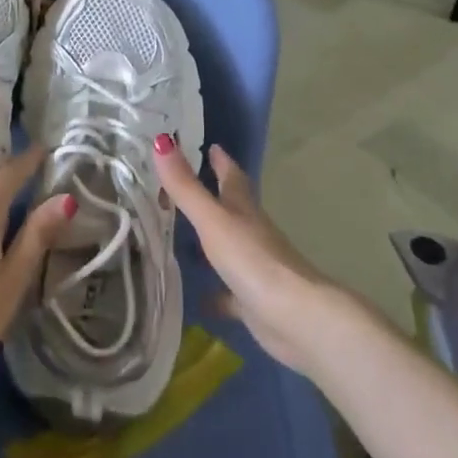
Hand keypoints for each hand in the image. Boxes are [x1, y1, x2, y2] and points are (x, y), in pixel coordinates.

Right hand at [153, 138, 362, 378]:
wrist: (296, 318)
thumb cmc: (253, 260)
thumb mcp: (213, 220)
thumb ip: (185, 186)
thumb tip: (161, 140)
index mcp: (243, 209)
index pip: (231, 176)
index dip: (221, 160)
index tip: (210, 145)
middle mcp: (250, 233)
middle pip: (231, 208)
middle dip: (213, 194)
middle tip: (184, 185)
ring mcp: (253, 267)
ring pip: (228, 247)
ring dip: (210, 241)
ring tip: (180, 235)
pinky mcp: (252, 300)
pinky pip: (228, 292)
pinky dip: (215, 291)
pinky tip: (196, 297)